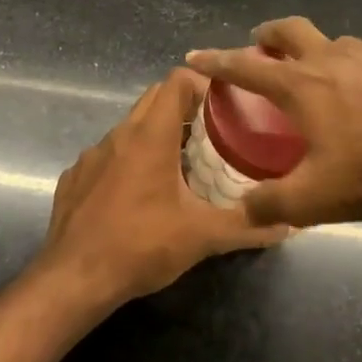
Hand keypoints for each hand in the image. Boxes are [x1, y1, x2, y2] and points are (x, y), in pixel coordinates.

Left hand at [35, 68, 289, 307]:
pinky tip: (139, 196)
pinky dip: (127, 163)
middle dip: (184, 107)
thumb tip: (288, 224)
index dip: (203, 83)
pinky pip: (107, 157)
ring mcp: (91, 156)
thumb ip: (247, 226)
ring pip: (130, 128)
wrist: (73, 280)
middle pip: (154, 98)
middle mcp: (119, 135)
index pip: (177, 81)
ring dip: (156, 136)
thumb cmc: (141, 246)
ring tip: (181, 165)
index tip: (226, 104)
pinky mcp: (74, 178)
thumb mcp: (202, 237)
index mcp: (150, 136)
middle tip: (213, 132)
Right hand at [184, 17, 361, 226]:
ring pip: (334, 43)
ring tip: (320, 77)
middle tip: (260, 44)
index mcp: (302, 85)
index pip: (246, 66)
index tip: (194, 56)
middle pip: (291, 30)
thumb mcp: (317, 199)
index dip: (216, 62)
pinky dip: (356, 68)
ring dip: (316, 51)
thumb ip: (272, 205)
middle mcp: (333, 58)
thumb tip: (244, 210)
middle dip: (268, 34)